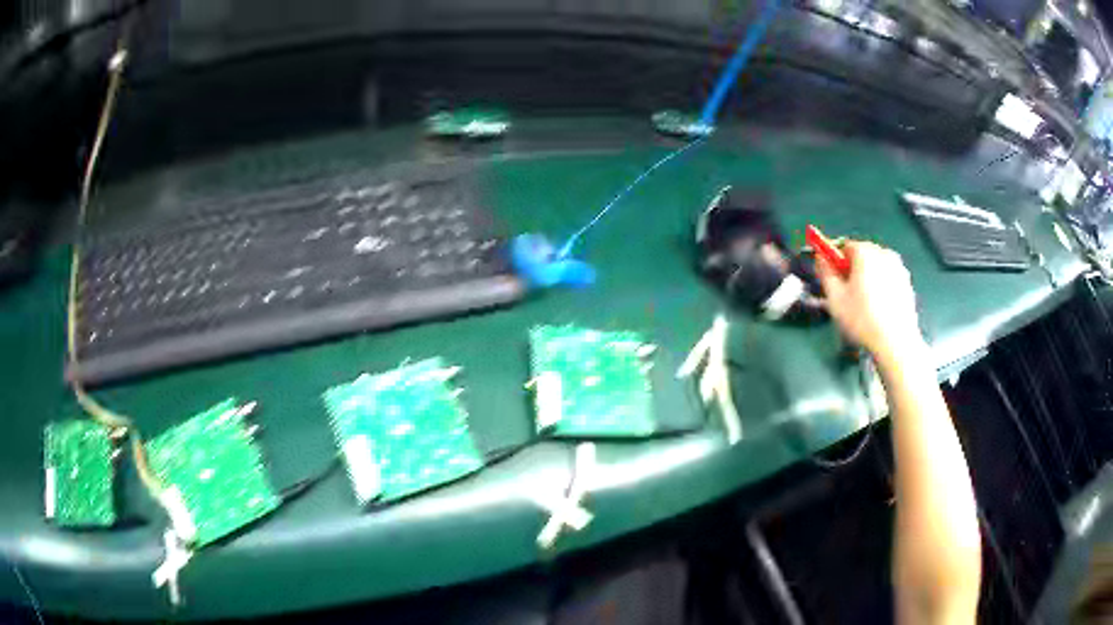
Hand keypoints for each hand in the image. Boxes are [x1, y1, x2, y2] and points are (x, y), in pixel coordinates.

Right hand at [816, 241, 924, 362]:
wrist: (896, 343)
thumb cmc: (862, 319)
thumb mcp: (835, 298)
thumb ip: (825, 272)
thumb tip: (820, 258)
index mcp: (865, 252)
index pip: (843, 245)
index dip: (833, 260)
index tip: (830, 278)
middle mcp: (883, 253)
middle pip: (861, 255)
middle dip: (851, 270)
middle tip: (844, 294)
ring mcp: (898, 268)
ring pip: (875, 268)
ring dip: (866, 279)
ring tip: (861, 305)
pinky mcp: (907, 283)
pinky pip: (887, 279)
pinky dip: (879, 288)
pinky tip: (877, 309)